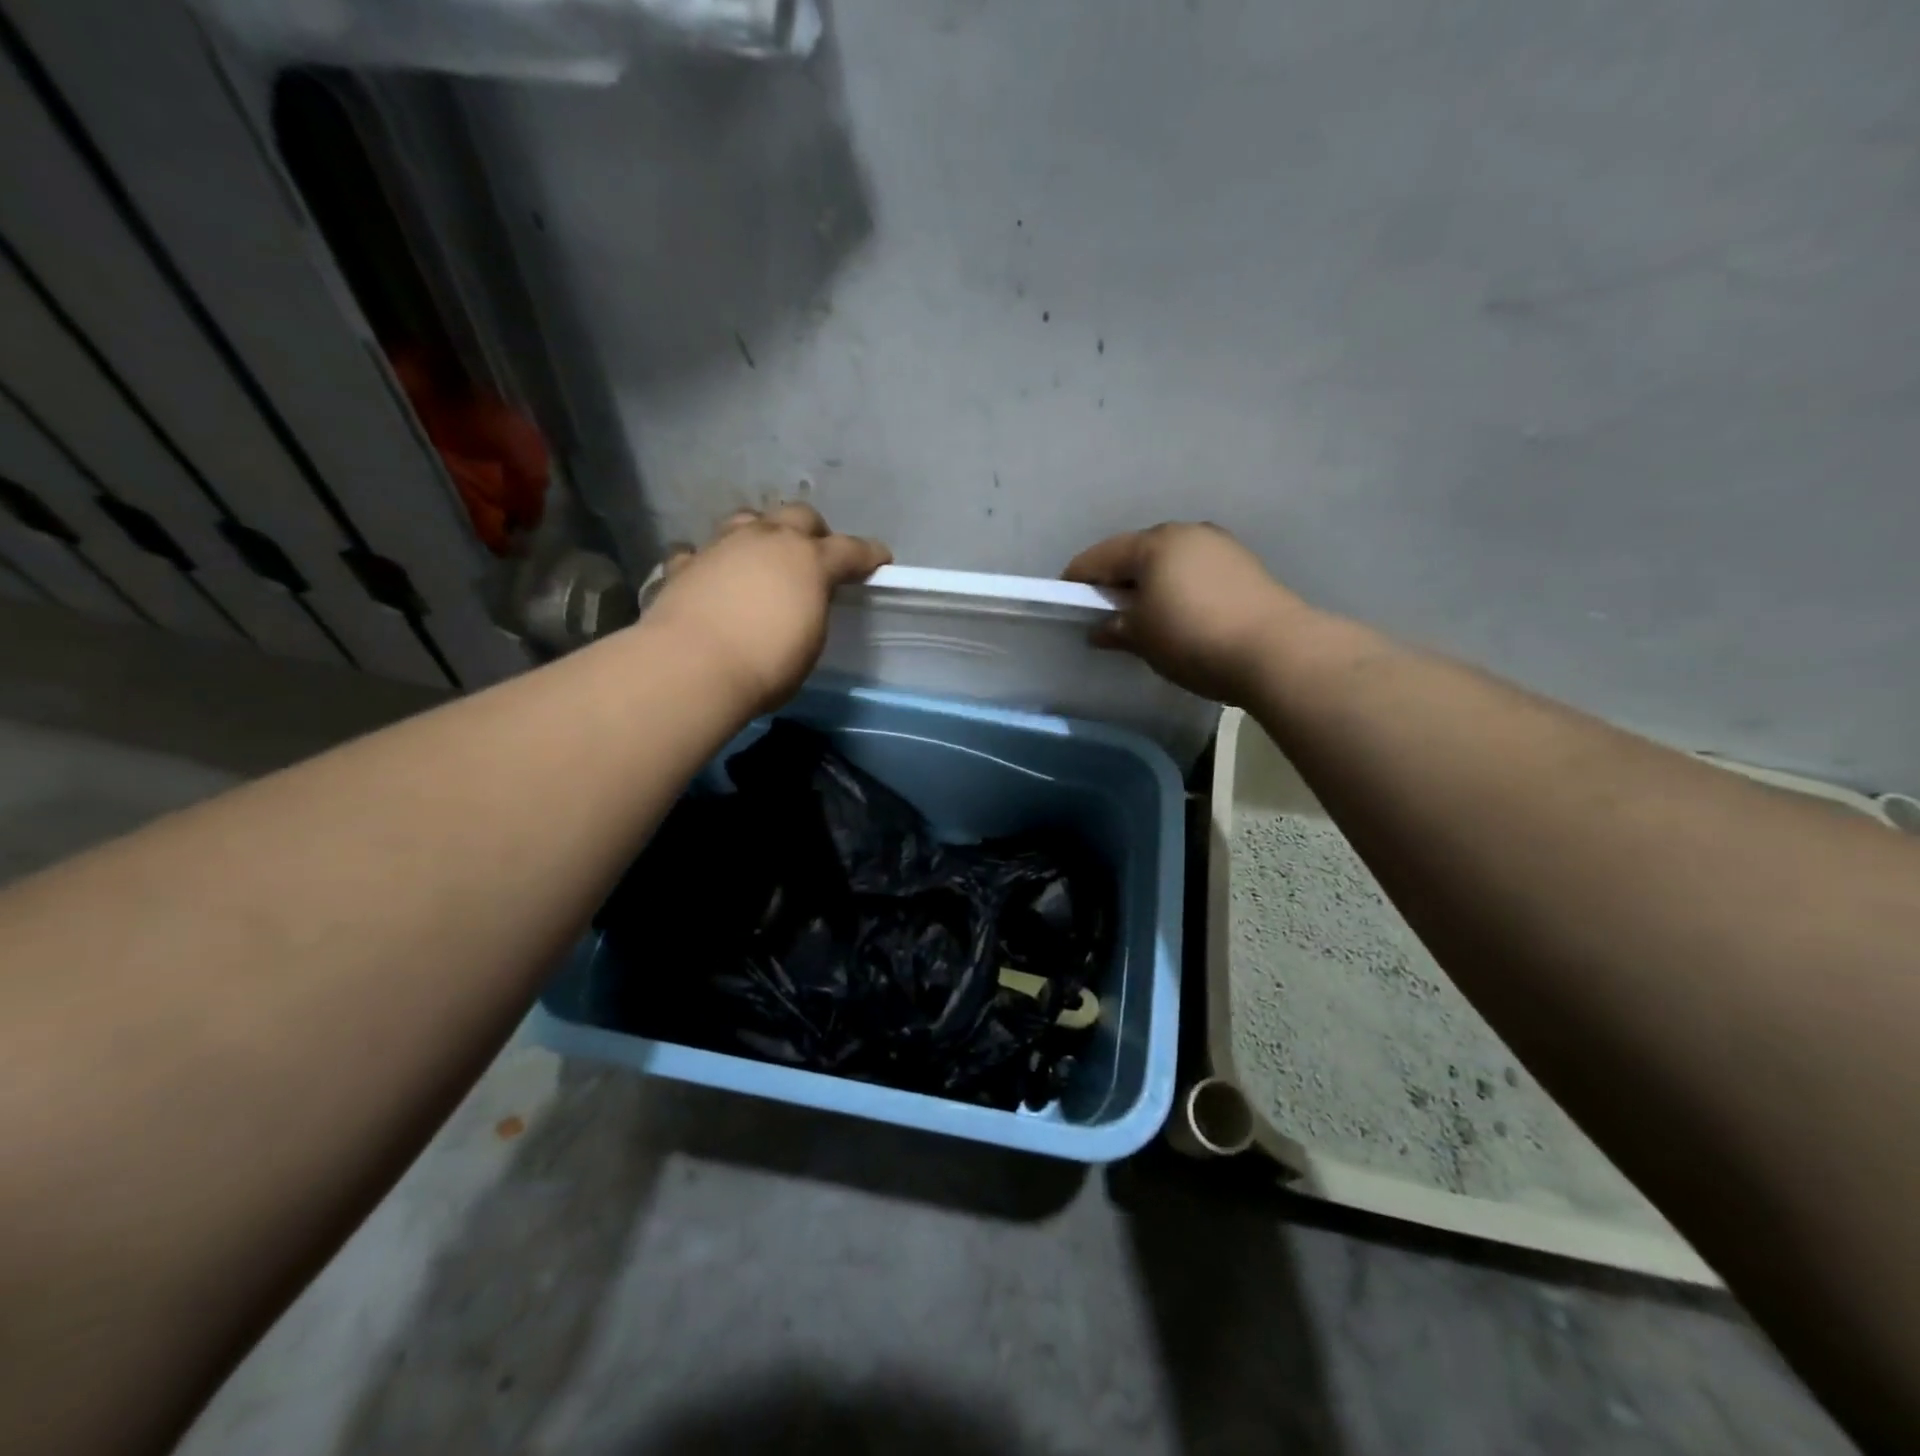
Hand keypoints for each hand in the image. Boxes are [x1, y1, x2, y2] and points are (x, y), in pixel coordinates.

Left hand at [645, 502, 891, 713]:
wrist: (693, 665)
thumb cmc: (767, 664)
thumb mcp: (809, 642)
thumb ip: (811, 611)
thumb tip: (801, 604)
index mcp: (809, 561)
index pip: (849, 549)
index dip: (868, 553)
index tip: (880, 558)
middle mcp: (768, 540)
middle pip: (799, 516)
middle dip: (813, 531)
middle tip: (816, 553)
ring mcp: (722, 545)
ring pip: (748, 519)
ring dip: (761, 532)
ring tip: (763, 554)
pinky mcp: (685, 563)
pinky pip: (700, 550)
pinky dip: (710, 559)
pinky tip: (710, 572)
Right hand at [1063, 523, 1310, 703]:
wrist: (1275, 651)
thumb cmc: (1193, 638)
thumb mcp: (1142, 638)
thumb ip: (1114, 629)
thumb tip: (1100, 629)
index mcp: (1153, 543)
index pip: (1099, 556)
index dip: (1077, 580)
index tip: (1065, 604)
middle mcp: (1186, 533)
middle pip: (1135, 554)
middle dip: (1116, 581)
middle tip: (1105, 614)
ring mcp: (1219, 546)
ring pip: (1168, 562)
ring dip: (1150, 585)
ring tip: (1143, 619)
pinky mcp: (1244, 567)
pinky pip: (1195, 573)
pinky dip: (1178, 590)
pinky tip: (1179, 617)